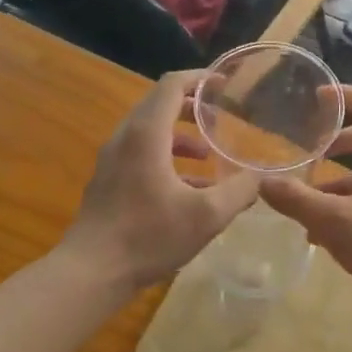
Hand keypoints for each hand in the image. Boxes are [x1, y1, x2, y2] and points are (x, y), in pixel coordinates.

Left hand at [63, 71, 258, 292]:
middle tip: (219, 116)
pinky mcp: (108, 182)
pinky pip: (140, 156)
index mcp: (146, 134)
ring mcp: (112, 161)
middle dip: (191, 107)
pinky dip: (166, 158)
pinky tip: (189, 189)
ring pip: (149, 133)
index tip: (223, 84)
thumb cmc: (148, 235)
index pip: (171, 86)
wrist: (90, 273)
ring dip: (180, 137)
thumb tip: (261, 178)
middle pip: (158, 105)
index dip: (199, 79)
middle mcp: (126, 138)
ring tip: (208, 154)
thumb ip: (239, 191)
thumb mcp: (207, 215)